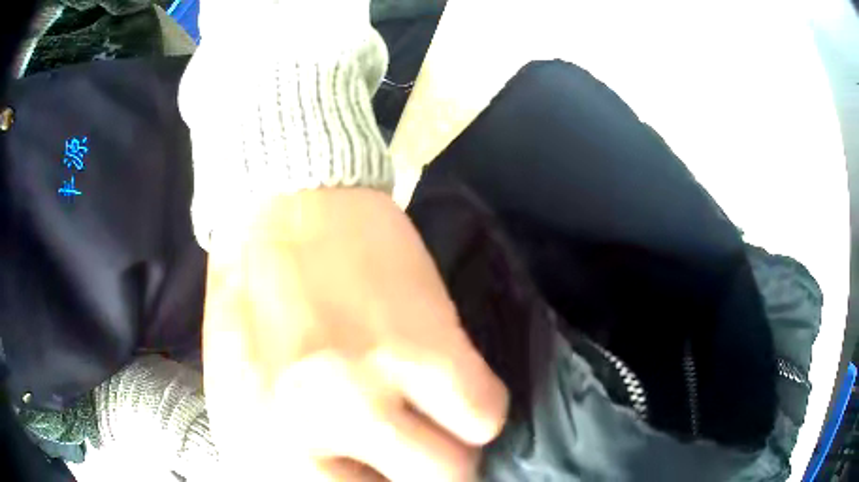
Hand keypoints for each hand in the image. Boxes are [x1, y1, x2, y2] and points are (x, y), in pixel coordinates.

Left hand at [202, 189, 508, 480]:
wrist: (278, 203)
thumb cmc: (255, 299)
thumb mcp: (244, 391)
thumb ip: (291, 450)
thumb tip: (356, 475)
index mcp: (254, 442)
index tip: (380, 469)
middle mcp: (302, 432)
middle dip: (414, 474)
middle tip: (409, 447)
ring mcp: (362, 392)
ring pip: (454, 468)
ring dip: (449, 445)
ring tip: (431, 413)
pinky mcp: (420, 347)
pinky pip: (485, 415)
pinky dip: (475, 406)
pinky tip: (448, 376)